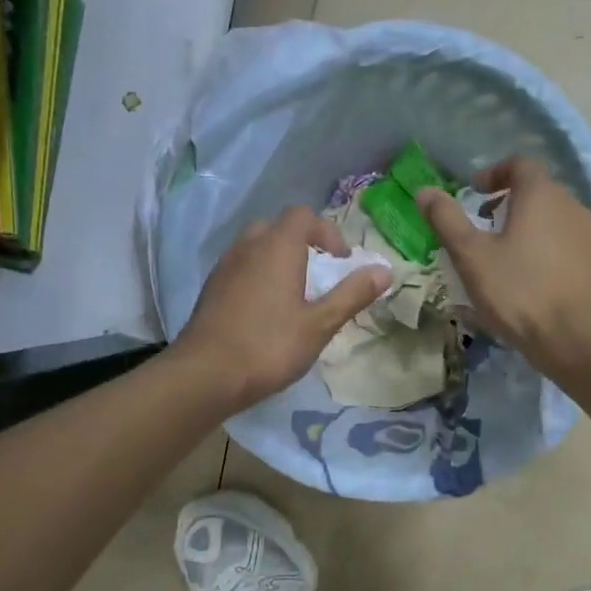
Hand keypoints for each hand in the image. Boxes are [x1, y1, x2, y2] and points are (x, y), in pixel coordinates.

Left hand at [173, 205, 391, 411]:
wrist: (205, 374)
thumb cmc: (269, 346)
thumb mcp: (320, 324)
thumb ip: (352, 294)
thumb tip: (384, 270)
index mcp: (277, 247)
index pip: (303, 215)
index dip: (328, 233)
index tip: (341, 263)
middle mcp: (248, 247)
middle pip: (278, 227)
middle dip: (302, 243)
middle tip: (318, 274)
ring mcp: (225, 266)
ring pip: (256, 247)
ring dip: (278, 260)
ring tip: (294, 294)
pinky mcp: (211, 288)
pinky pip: (241, 267)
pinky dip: (258, 276)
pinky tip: (266, 311)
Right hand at [418, 158, 590, 377]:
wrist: (578, 339)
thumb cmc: (520, 291)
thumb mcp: (472, 256)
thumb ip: (447, 220)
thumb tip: (424, 191)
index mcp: (542, 195)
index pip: (520, 165)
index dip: (494, 173)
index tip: (473, 193)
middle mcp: (571, 206)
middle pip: (537, 192)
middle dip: (507, 203)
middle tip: (481, 228)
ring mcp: (588, 236)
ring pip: (551, 220)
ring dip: (525, 228)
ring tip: (502, 258)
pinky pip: (563, 245)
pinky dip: (542, 250)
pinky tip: (527, 281)